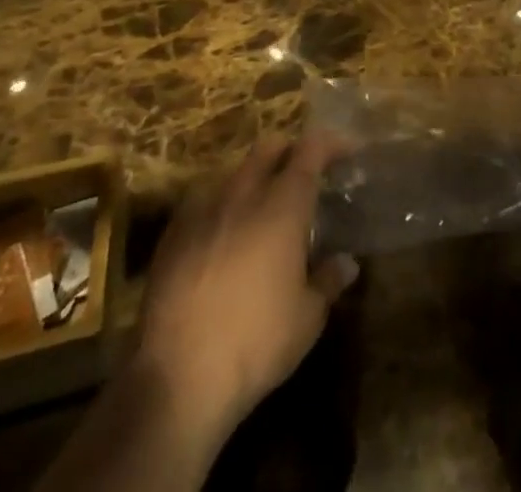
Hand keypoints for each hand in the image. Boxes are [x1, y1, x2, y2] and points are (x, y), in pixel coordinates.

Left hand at [133, 136, 357, 449]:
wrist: (175, 377)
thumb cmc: (255, 343)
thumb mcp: (307, 319)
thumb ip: (328, 282)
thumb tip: (346, 263)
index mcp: (283, 205)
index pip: (311, 150)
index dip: (332, 143)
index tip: (347, 151)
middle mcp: (244, 193)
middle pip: (269, 147)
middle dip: (290, 151)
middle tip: (304, 173)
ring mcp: (203, 210)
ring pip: (235, 173)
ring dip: (254, 179)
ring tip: (262, 208)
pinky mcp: (172, 234)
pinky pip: (203, 203)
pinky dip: (222, 208)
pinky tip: (223, 237)